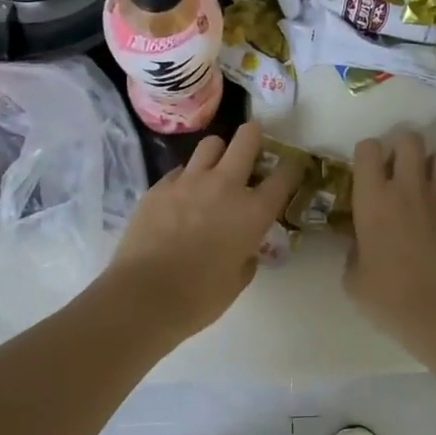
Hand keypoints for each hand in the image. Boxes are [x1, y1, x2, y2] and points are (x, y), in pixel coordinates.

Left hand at [103, 122, 301, 339]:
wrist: (143, 295)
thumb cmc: (198, 297)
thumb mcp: (237, 281)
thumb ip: (246, 257)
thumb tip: (244, 250)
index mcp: (253, 212)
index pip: (284, 175)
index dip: (292, 168)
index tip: (292, 167)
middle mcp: (225, 186)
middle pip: (246, 139)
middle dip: (254, 137)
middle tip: (253, 147)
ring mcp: (189, 181)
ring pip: (211, 144)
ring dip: (219, 152)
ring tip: (215, 169)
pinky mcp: (159, 186)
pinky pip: (180, 170)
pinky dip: (187, 177)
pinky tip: (182, 197)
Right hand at [345, 131, 435, 349]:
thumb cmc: (389, 296)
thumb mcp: (353, 278)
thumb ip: (356, 250)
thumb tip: (364, 243)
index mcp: (373, 198)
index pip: (369, 148)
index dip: (366, 154)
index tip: (365, 173)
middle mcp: (408, 188)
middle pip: (410, 139)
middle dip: (401, 147)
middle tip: (394, 172)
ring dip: (430, 164)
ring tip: (422, 186)